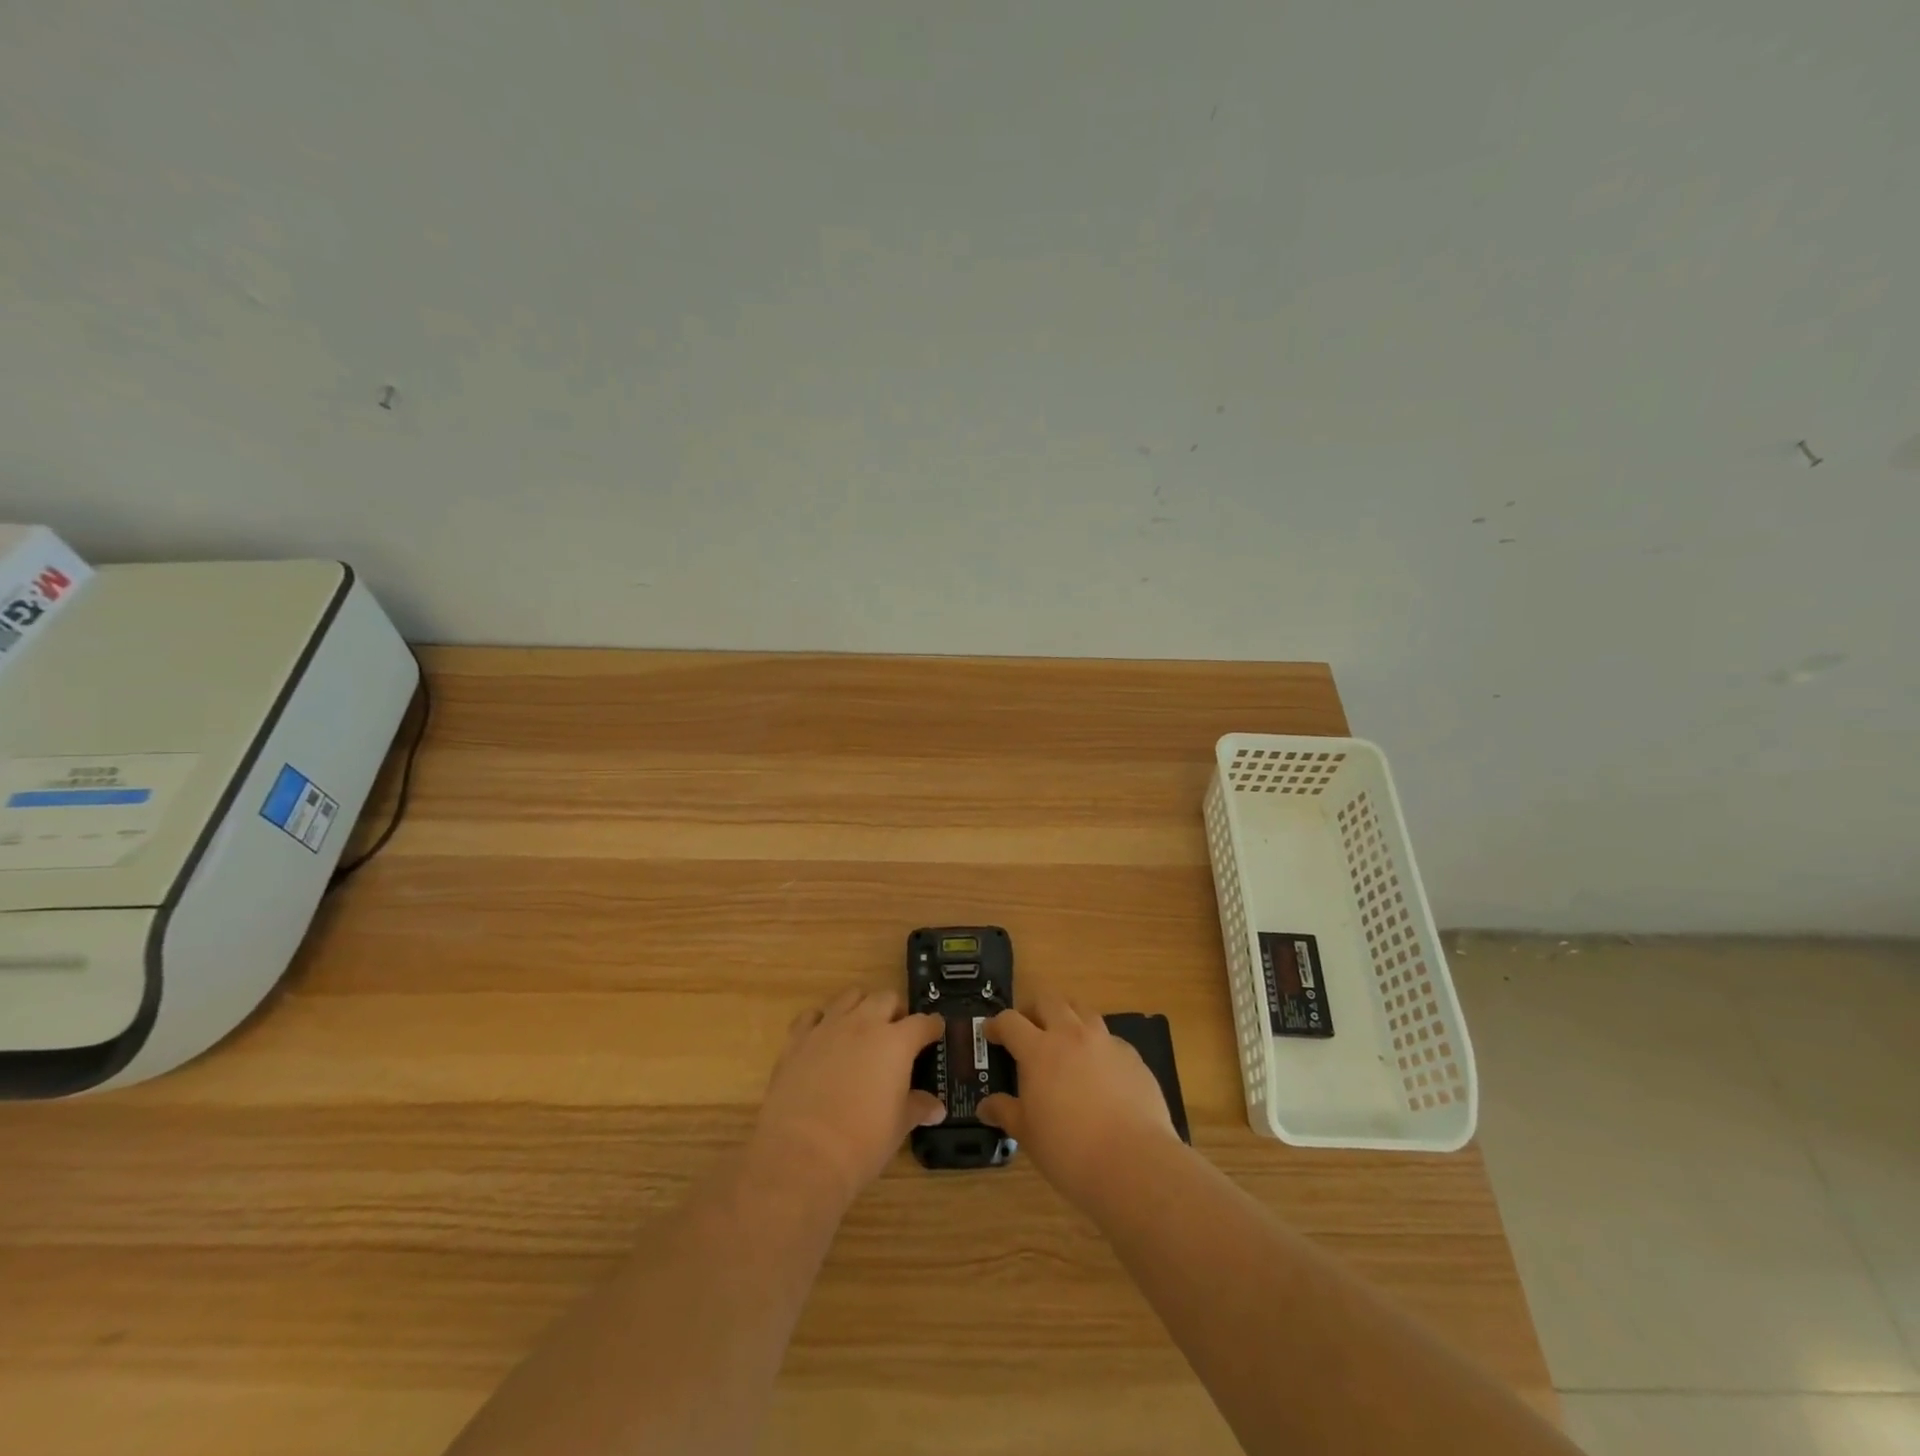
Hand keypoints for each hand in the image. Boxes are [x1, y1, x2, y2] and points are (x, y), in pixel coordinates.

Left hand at [750, 987, 945, 1208]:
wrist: (801, 1154)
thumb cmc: (861, 1143)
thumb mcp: (898, 1127)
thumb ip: (917, 1108)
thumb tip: (936, 1108)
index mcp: (896, 1042)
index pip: (923, 1023)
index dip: (932, 1027)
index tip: (936, 1032)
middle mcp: (864, 1024)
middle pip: (886, 998)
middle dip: (896, 1011)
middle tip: (898, 1033)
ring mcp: (828, 1027)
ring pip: (850, 996)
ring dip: (862, 1006)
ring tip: (863, 1028)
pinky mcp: (798, 1039)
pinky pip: (812, 1016)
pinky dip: (822, 1021)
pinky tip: (824, 1038)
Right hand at [978, 995, 1180, 1210]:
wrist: (1133, 1163)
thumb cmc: (1069, 1150)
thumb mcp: (1028, 1135)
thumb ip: (1006, 1112)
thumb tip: (985, 1106)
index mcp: (1039, 1050)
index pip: (1010, 1021)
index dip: (996, 1024)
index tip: (991, 1033)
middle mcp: (1071, 1035)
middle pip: (1048, 1000)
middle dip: (1033, 1008)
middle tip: (1028, 1028)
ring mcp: (1105, 1042)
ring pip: (1082, 1010)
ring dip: (1068, 1016)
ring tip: (1064, 1039)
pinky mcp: (1132, 1056)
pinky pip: (1109, 1038)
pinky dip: (1097, 1045)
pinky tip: (1099, 1071)